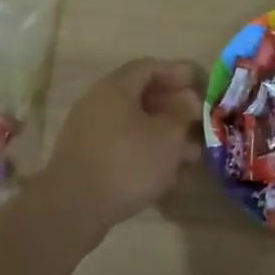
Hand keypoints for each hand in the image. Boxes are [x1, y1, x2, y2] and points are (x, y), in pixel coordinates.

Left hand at [29, 58, 205, 233]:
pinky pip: (123, 146)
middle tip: (199, 120)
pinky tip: (168, 173)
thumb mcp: (167, 137)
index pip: (149, 67)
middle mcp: (98, 103)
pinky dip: (147, 152)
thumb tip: (188, 101)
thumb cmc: (127, 162)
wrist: (74, 207)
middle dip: (174, 108)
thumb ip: (182, 115)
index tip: (200, 83)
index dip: (177, 72)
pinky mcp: (87, 159)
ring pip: (134, 125)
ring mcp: (90, 132)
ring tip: (192, 154)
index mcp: (116, 88)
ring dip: (164, 134)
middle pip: (141, 96)